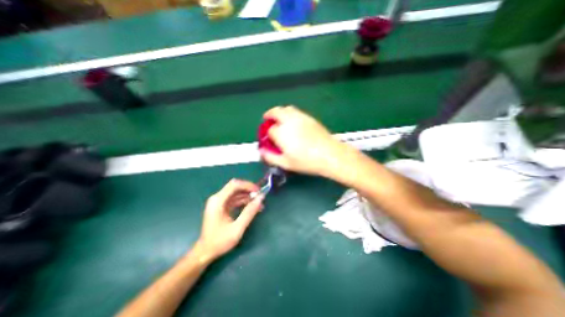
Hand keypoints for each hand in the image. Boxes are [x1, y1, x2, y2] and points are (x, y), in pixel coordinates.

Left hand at [195, 179, 263, 260]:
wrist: (205, 252)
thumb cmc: (219, 242)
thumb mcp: (237, 228)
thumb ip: (249, 212)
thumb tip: (260, 198)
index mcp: (218, 201)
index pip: (234, 185)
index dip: (248, 185)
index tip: (259, 191)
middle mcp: (217, 198)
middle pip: (235, 187)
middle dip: (249, 190)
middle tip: (260, 196)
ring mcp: (219, 202)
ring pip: (236, 193)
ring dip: (248, 196)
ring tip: (259, 203)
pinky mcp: (221, 206)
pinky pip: (235, 199)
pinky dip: (244, 201)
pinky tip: (252, 207)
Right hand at [261, 106, 348, 174]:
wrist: (330, 155)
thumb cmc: (307, 161)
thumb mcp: (286, 164)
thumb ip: (271, 157)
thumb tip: (262, 152)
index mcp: (281, 133)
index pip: (270, 130)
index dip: (268, 134)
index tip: (269, 138)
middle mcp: (289, 121)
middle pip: (276, 112)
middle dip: (269, 114)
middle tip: (267, 119)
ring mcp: (300, 117)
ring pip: (286, 109)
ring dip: (280, 112)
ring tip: (279, 119)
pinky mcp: (310, 118)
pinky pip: (297, 111)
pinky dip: (290, 113)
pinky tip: (293, 121)